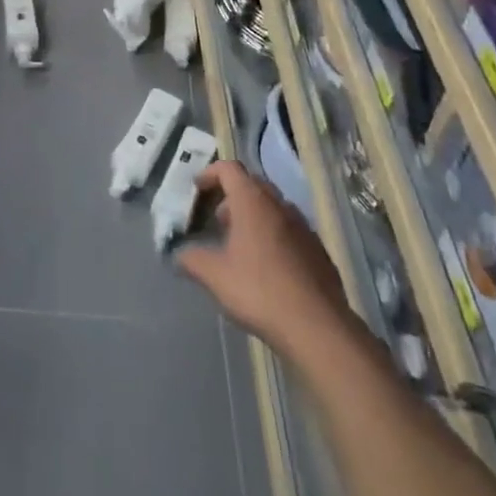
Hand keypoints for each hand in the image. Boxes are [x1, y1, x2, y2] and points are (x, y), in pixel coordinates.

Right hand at [175, 161, 352, 354]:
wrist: (317, 326)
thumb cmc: (260, 291)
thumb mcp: (216, 276)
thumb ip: (192, 260)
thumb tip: (178, 254)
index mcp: (252, 201)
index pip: (229, 168)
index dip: (210, 173)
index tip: (197, 189)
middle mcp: (279, 205)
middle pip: (252, 184)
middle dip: (232, 195)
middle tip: (217, 218)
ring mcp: (303, 226)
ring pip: (273, 207)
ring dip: (254, 215)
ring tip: (240, 243)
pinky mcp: (318, 249)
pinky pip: (290, 229)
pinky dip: (274, 235)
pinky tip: (267, 266)